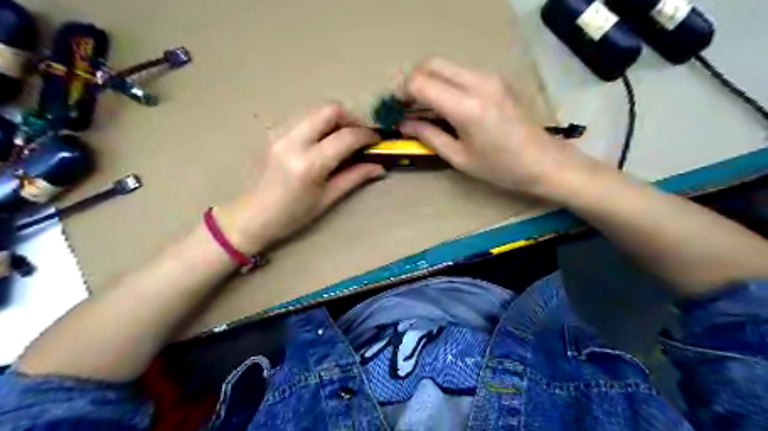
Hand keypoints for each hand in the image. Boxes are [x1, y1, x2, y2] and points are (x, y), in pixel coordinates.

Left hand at [215, 102, 383, 253]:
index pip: (346, 137)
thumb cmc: (293, 215)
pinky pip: (305, 118)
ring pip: (316, 111)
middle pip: (330, 110)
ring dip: (336, 120)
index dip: (367, 135)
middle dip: (351, 118)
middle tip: (361, 136)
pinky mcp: (275, 132)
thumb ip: (355, 177)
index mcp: (309, 163)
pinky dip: (321, 124)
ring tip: (345, 139)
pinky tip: (325, 142)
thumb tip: (380, 167)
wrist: (253, 215)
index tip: (378, 140)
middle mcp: (294, 141)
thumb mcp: (327, 199)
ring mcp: (281, 133)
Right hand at [398, 57, 585, 197]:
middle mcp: (477, 82)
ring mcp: (489, 77)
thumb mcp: (459, 157)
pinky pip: (460, 72)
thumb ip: (428, 135)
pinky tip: (445, 105)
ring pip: (445, 65)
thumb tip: (404, 123)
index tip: (396, 109)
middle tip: (407, 105)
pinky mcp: (496, 79)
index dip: (402, 92)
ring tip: (423, 108)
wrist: (544, 161)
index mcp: (466, 107)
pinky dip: (445, 82)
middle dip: (412, 81)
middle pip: (431, 63)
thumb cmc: (500, 167)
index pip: (421, 82)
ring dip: (428, 81)